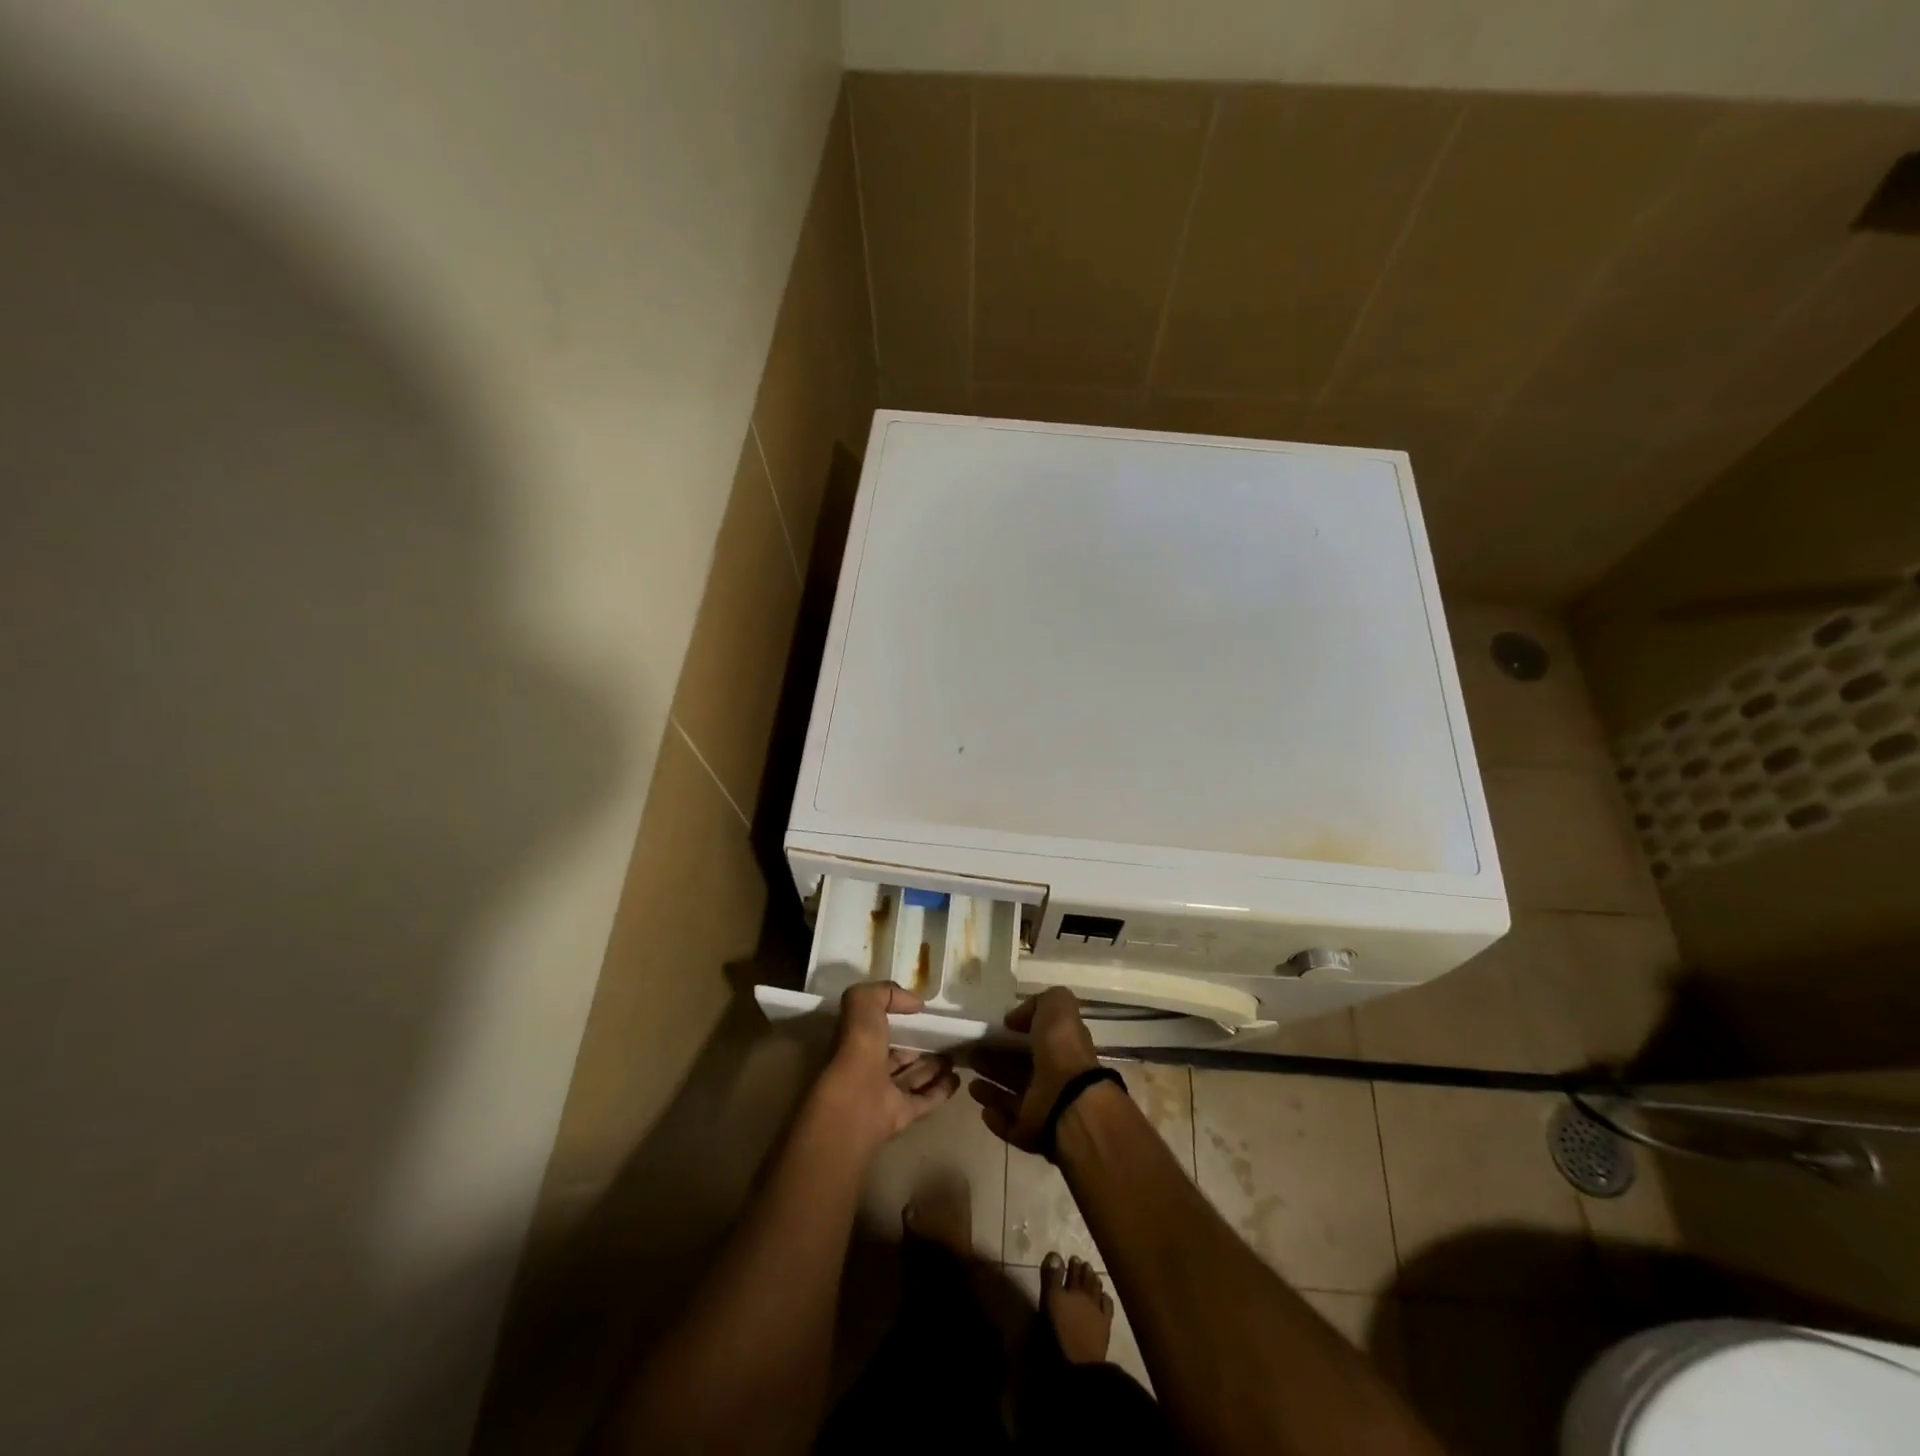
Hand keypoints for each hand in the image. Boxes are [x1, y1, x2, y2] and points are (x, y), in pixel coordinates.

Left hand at [810, 982, 959, 1149]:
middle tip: (944, 1036)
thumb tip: (915, 1003)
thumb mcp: (863, 1002)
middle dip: (918, 1046)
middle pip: (897, 1054)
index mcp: (856, 1041)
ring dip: (933, 1067)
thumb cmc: (858, 1047)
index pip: (878, 1027)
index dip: (897, 1018)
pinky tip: (957, 1079)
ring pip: (912, 1077)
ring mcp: (884, 1094)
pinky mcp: (901, 1115)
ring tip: (955, 1055)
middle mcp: (868, 1067)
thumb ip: (886, 993)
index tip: (921, 1012)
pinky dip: (941, 1090)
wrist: (856, 1103)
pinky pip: (924, 1100)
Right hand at [968, 989, 1101, 1152]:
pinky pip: (1009, 1124)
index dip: (1011, 1035)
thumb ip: (1037, 1004)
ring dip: (990, 1090)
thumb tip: (1014, 1020)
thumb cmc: (1062, 1048)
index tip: (990, 1031)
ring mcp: (1042, 1107)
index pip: (1032, 1040)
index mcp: (1059, 1048)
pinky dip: (995, 1117)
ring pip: (1010, 1097)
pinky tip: (983, 1109)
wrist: (1070, 1098)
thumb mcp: (1056, 1005)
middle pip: (1017, 1069)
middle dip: (993, 1062)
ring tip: (970, 1082)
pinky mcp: (1030, 1132)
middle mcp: (1052, 1077)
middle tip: (970, 1054)